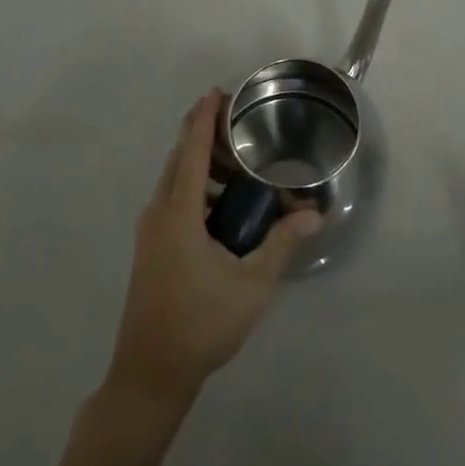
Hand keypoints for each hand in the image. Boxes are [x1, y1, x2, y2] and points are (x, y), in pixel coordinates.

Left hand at [104, 90, 321, 410]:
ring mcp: (150, 232)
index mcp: (178, 213)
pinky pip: (173, 200)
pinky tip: (224, 205)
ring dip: (202, 164)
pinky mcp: (151, 248)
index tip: (217, 91)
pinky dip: (196, 188)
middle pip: (180, 159)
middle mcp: (158, 213)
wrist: (149, 374)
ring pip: (175, 181)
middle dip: (205, 135)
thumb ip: (282, 243)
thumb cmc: (201, 325)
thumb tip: (315, 215)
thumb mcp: (252, 285)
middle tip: (241, 126)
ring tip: (241, 165)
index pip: (190, 150)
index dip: (203, 118)